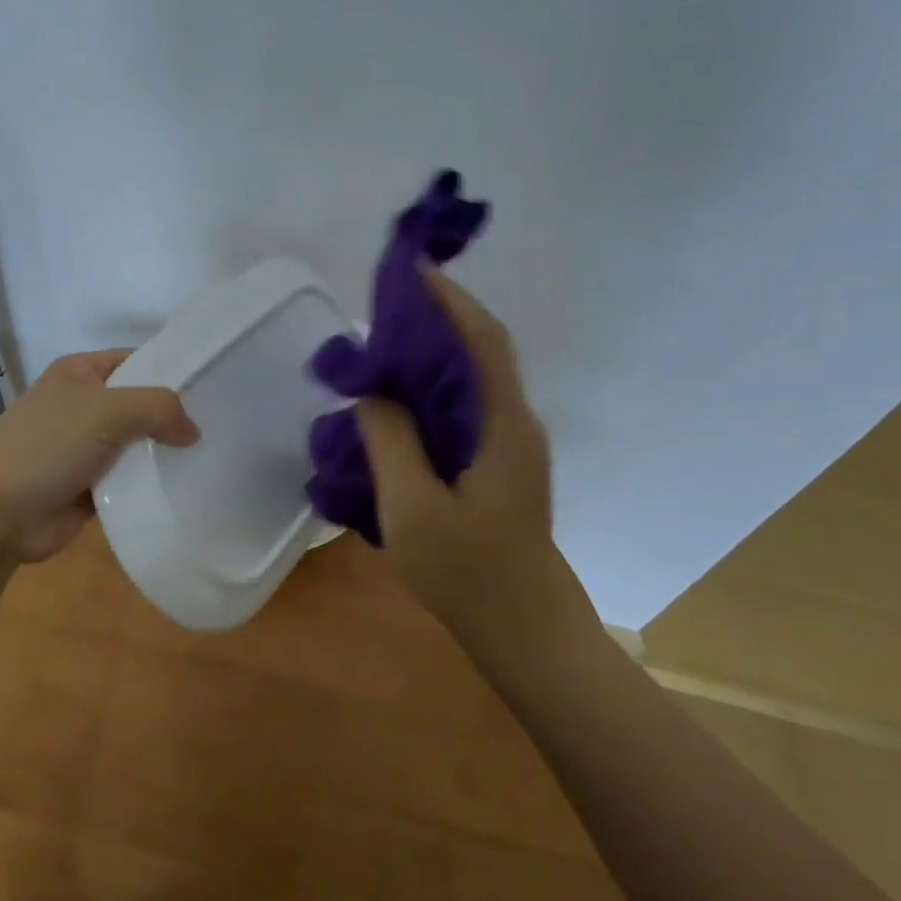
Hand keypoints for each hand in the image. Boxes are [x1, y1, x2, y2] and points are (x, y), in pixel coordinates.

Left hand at [0, 349, 199, 562]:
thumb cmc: (47, 446)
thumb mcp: (107, 411)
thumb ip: (158, 408)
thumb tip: (193, 431)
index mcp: (79, 373)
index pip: (137, 360)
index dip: (172, 370)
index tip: (213, 386)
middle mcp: (83, 405)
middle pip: (140, 404)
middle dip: (172, 416)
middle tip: (220, 426)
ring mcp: (84, 447)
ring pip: (137, 444)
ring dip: (163, 454)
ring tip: (211, 458)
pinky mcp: (88, 486)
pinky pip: (128, 480)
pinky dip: (148, 484)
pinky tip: (183, 488)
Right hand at [355, 271, 592, 661]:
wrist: (527, 633)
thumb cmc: (471, 574)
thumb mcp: (412, 509)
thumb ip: (390, 440)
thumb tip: (374, 389)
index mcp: (503, 425)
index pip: (482, 339)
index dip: (449, 298)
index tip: (411, 267)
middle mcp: (513, 422)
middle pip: (479, 348)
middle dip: (437, 314)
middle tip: (383, 301)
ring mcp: (509, 443)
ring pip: (472, 375)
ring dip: (433, 348)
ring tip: (382, 341)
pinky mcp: (498, 461)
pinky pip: (464, 403)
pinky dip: (431, 383)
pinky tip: (397, 399)